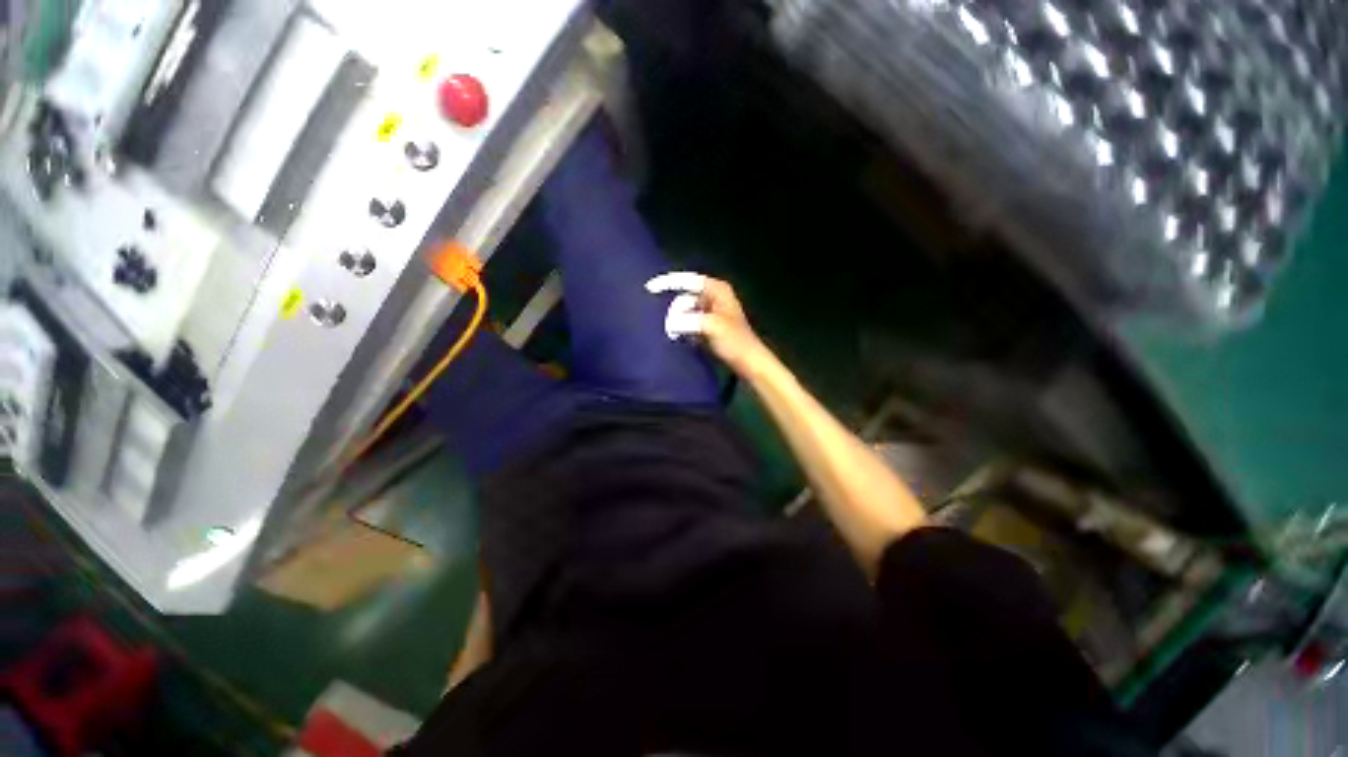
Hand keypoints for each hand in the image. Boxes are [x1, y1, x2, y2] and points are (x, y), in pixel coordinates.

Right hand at [645, 272, 769, 375]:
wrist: (747, 362)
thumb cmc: (734, 341)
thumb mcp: (711, 327)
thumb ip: (688, 320)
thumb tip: (669, 322)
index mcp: (717, 290)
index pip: (688, 281)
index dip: (668, 282)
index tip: (649, 288)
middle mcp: (712, 296)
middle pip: (684, 297)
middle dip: (674, 310)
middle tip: (668, 326)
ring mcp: (709, 311)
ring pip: (684, 311)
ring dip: (676, 321)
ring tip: (671, 333)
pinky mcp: (706, 326)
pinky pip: (687, 322)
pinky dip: (681, 328)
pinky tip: (677, 337)